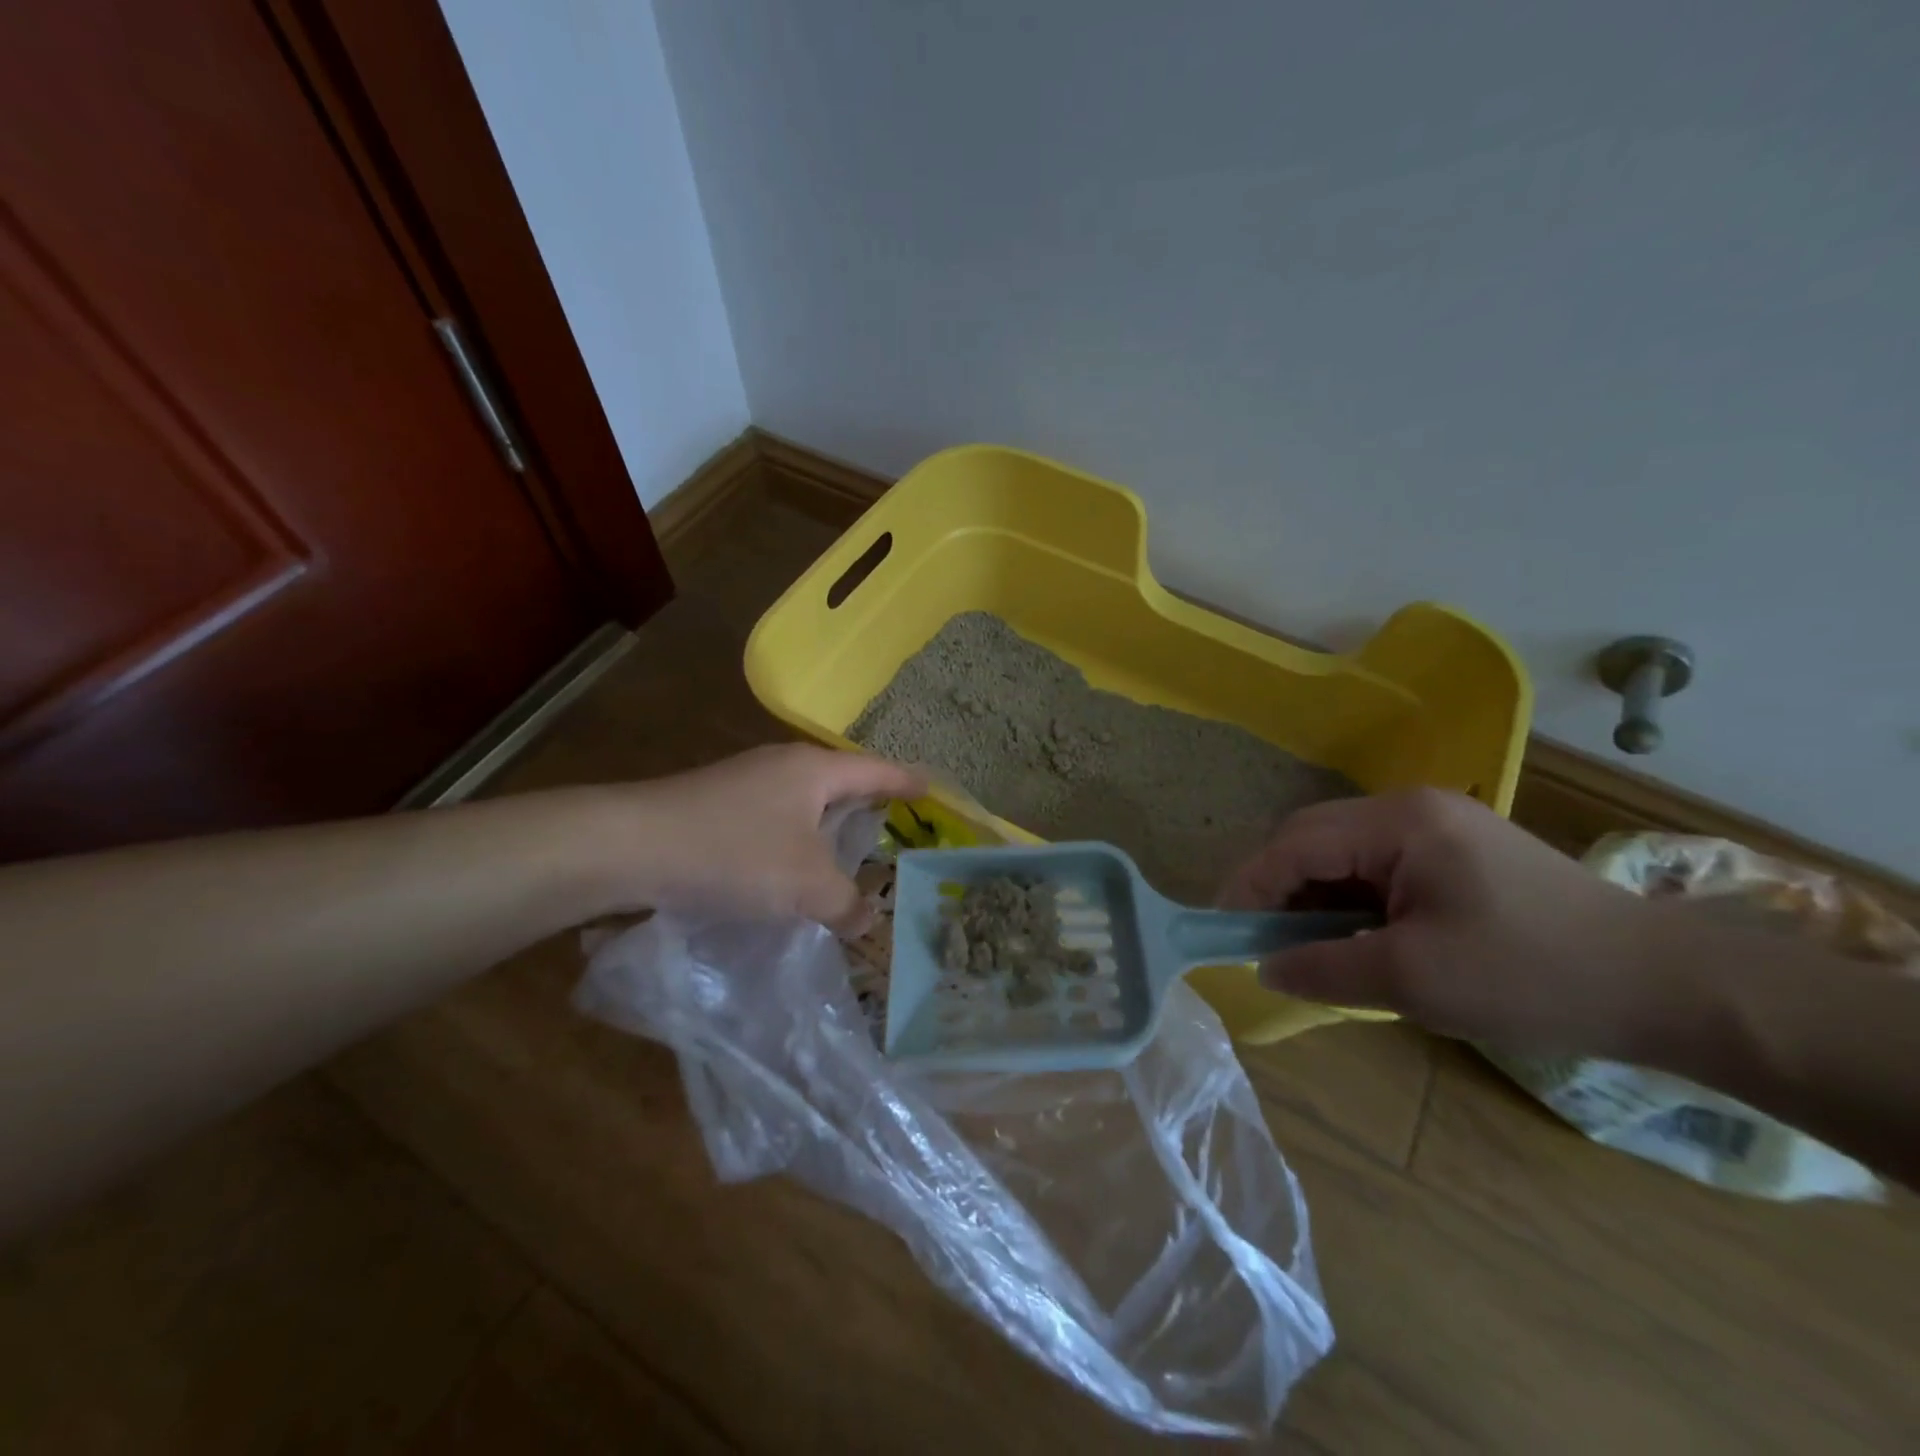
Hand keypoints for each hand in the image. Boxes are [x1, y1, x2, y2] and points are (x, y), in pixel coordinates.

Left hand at [612, 744, 924, 933]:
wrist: (629, 846)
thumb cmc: (734, 853)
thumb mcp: (805, 885)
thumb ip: (845, 903)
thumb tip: (864, 919)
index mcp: (814, 770)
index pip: (876, 770)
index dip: (907, 782)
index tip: (932, 789)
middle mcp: (781, 766)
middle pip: (839, 782)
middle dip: (865, 805)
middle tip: (891, 830)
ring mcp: (744, 783)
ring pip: (802, 804)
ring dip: (824, 830)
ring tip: (842, 859)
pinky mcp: (713, 806)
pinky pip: (772, 821)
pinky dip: (791, 844)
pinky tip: (785, 874)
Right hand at [1220, 789, 1668, 1059]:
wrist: (1667, 988)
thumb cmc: (1531, 975)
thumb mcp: (1412, 979)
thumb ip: (1324, 968)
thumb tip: (1265, 966)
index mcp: (1398, 822)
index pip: (1296, 844)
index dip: (1251, 886)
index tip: (1223, 930)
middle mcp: (1410, 808)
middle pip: (1313, 839)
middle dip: (1278, 888)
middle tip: (1260, 941)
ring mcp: (1437, 826)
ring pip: (1343, 853)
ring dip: (1314, 896)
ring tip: (1304, 945)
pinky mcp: (1456, 851)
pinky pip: (1377, 866)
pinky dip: (1351, 900)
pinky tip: (1354, 936)